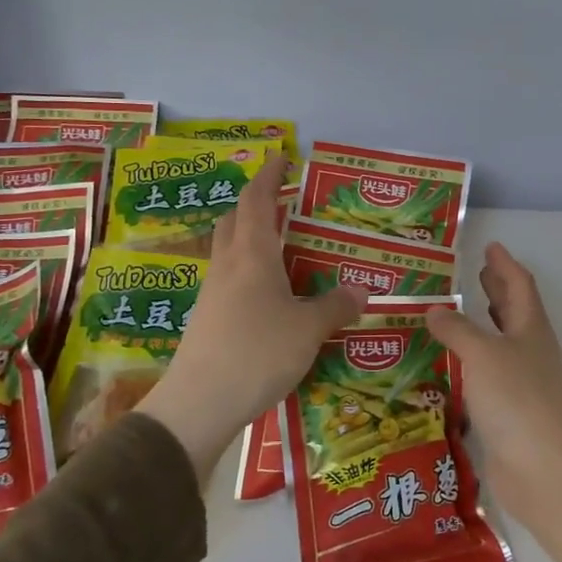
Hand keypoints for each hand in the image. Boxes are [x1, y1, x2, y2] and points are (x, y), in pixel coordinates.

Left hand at [138, 153, 366, 480]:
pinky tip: (269, 293)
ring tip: (283, 247)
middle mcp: (228, 266)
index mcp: (253, 255)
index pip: (258, 201)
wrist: (199, 403)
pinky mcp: (207, 320)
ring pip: (229, 250)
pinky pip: (229, 280)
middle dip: (256, 204)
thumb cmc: (257, 353)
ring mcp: (212, 293)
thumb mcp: (308, 330)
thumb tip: (362, 291)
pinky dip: (249, 271)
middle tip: (285, 202)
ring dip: (251, 238)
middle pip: (235, 220)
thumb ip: (335, 306)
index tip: (282, 157)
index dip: (269, 176)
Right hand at [427, 244, 561, 561]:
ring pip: (499, 343)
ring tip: (456, 313)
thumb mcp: (482, 354)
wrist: (543, 468)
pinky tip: (448, 365)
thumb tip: (434, 310)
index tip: (490, 246)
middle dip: (496, 290)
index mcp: (530, 329)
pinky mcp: (507, 412)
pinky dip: (469, 363)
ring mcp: (521, 383)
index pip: (519, 285)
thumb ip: (456, 329)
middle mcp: (529, 351)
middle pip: (513, 311)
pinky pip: (486, 376)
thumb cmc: (517, 399)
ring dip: (481, 325)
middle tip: (475, 273)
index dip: (504, 264)